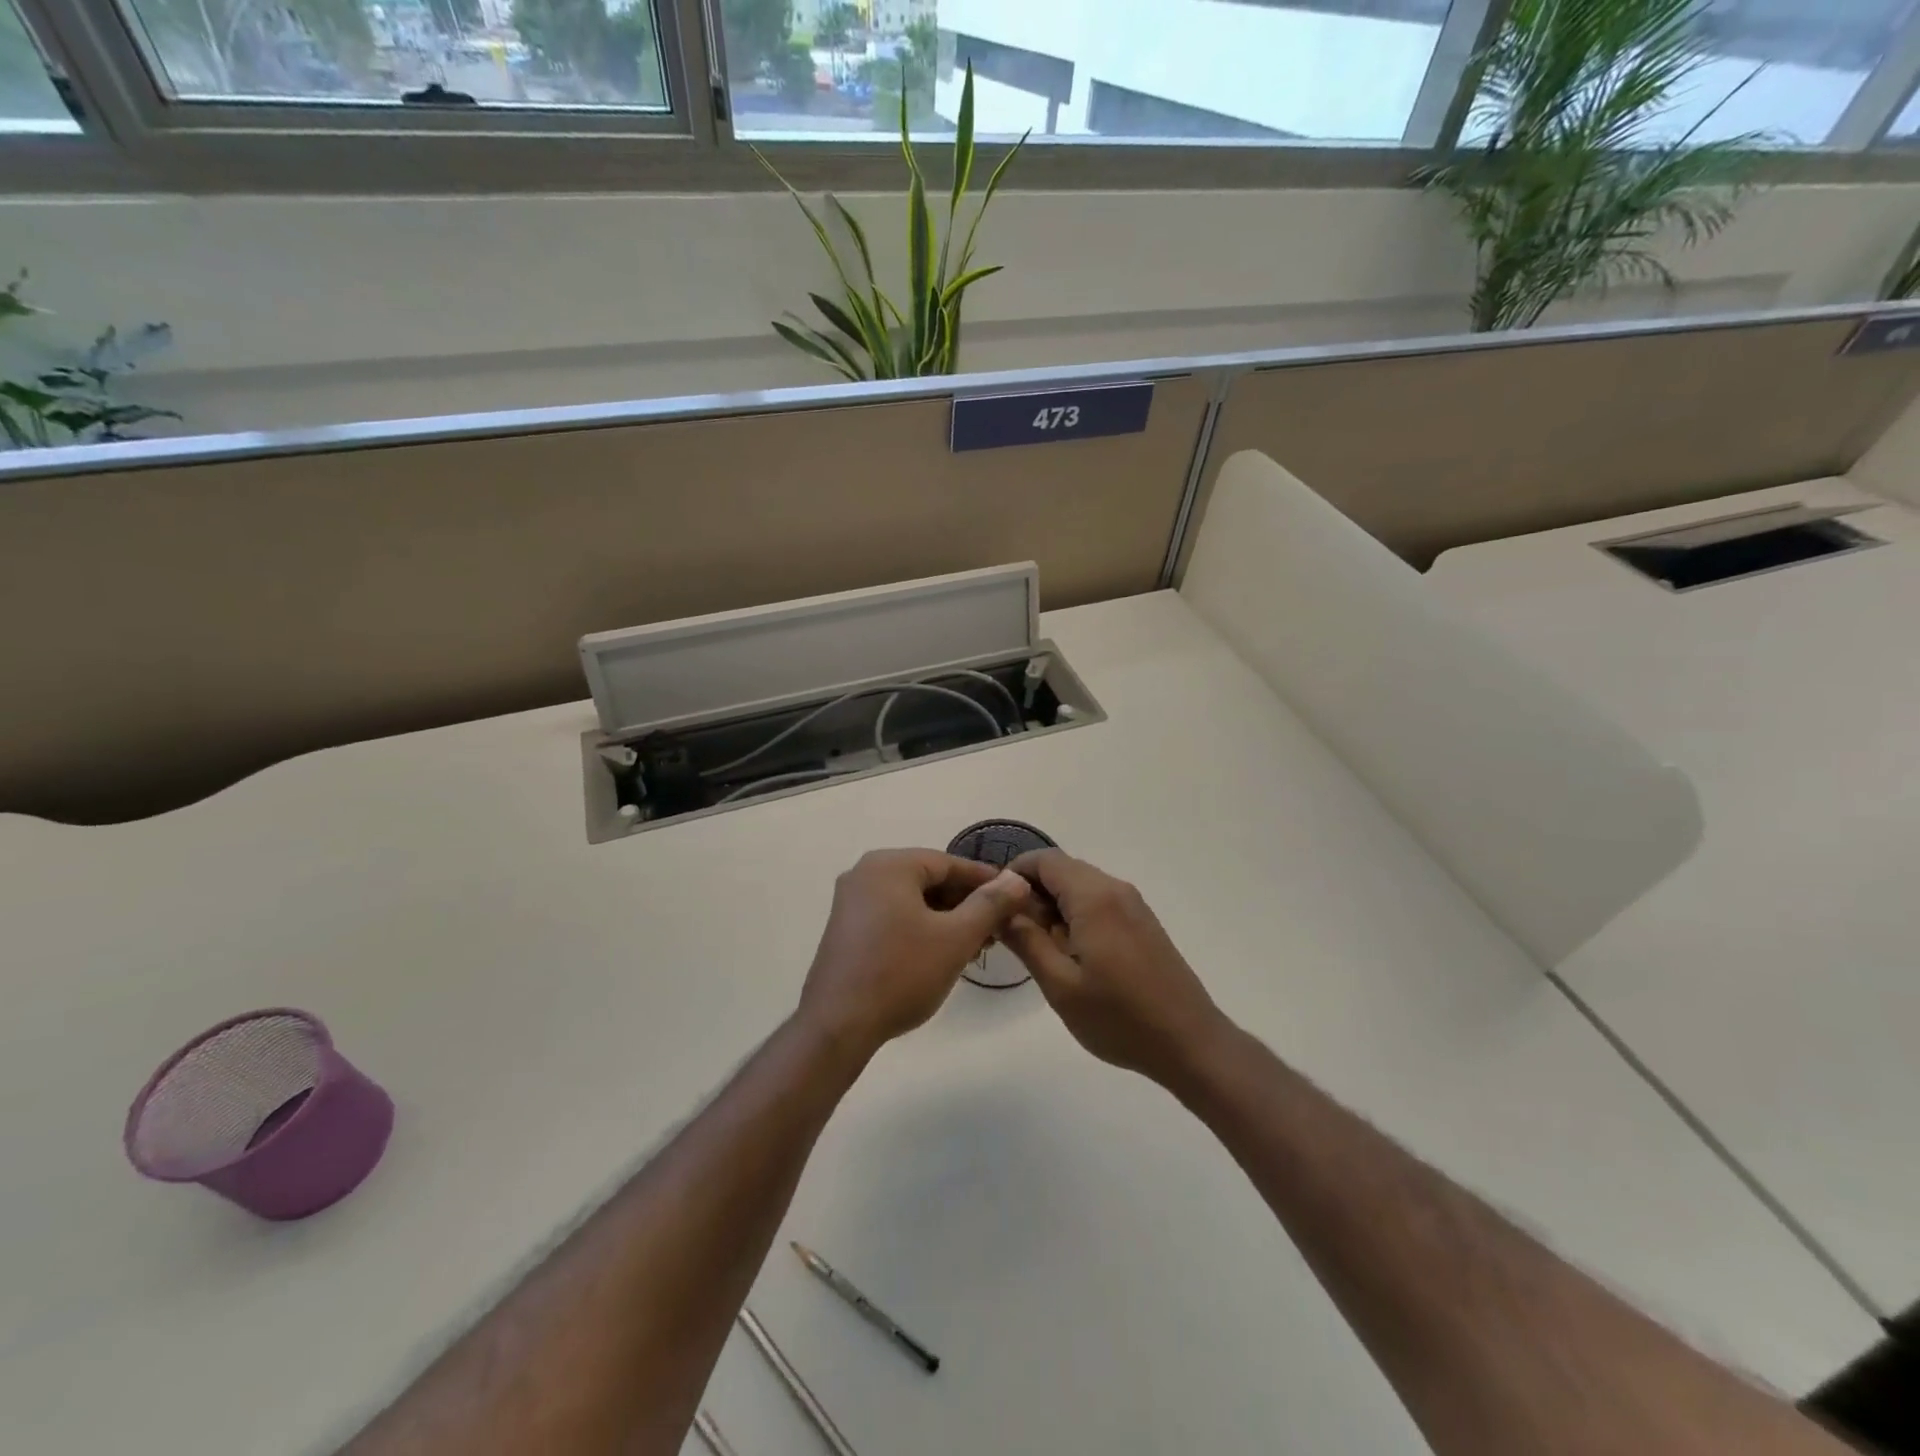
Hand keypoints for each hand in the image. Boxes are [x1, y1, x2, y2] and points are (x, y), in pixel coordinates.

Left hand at [797, 849, 1031, 1060]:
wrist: (838, 1026)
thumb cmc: (901, 974)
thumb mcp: (955, 938)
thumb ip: (990, 904)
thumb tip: (1017, 879)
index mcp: (889, 865)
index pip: (949, 863)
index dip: (986, 880)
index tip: (1015, 897)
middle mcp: (865, 873)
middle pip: (929, 879)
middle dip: (966, 902)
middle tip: (998, 927)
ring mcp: (851, 901)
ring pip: (912, 900)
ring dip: (946, 918)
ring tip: (976, 944)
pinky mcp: (846, 928)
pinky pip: (894, 915)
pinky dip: (921, 927)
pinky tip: (942, 952)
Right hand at [1001, 850, 1230, 1091]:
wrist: (1190, 1043)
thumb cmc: (1119, 1017)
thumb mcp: (1060, 985)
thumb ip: (1026, 940)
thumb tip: (1000, 908)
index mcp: (1094, 897)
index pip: (1044, 860)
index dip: (1013, 874)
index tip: (993, 904)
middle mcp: (1115, 889)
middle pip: (1062, 870)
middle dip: (1031, 893)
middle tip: (1011, 933)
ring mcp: (1133, 905)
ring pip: (1080, 886)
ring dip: (1053, 906)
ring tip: (1038, 948)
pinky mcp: (1142, 922)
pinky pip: (1099, 902)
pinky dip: (1076, 915)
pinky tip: (1071, 954)